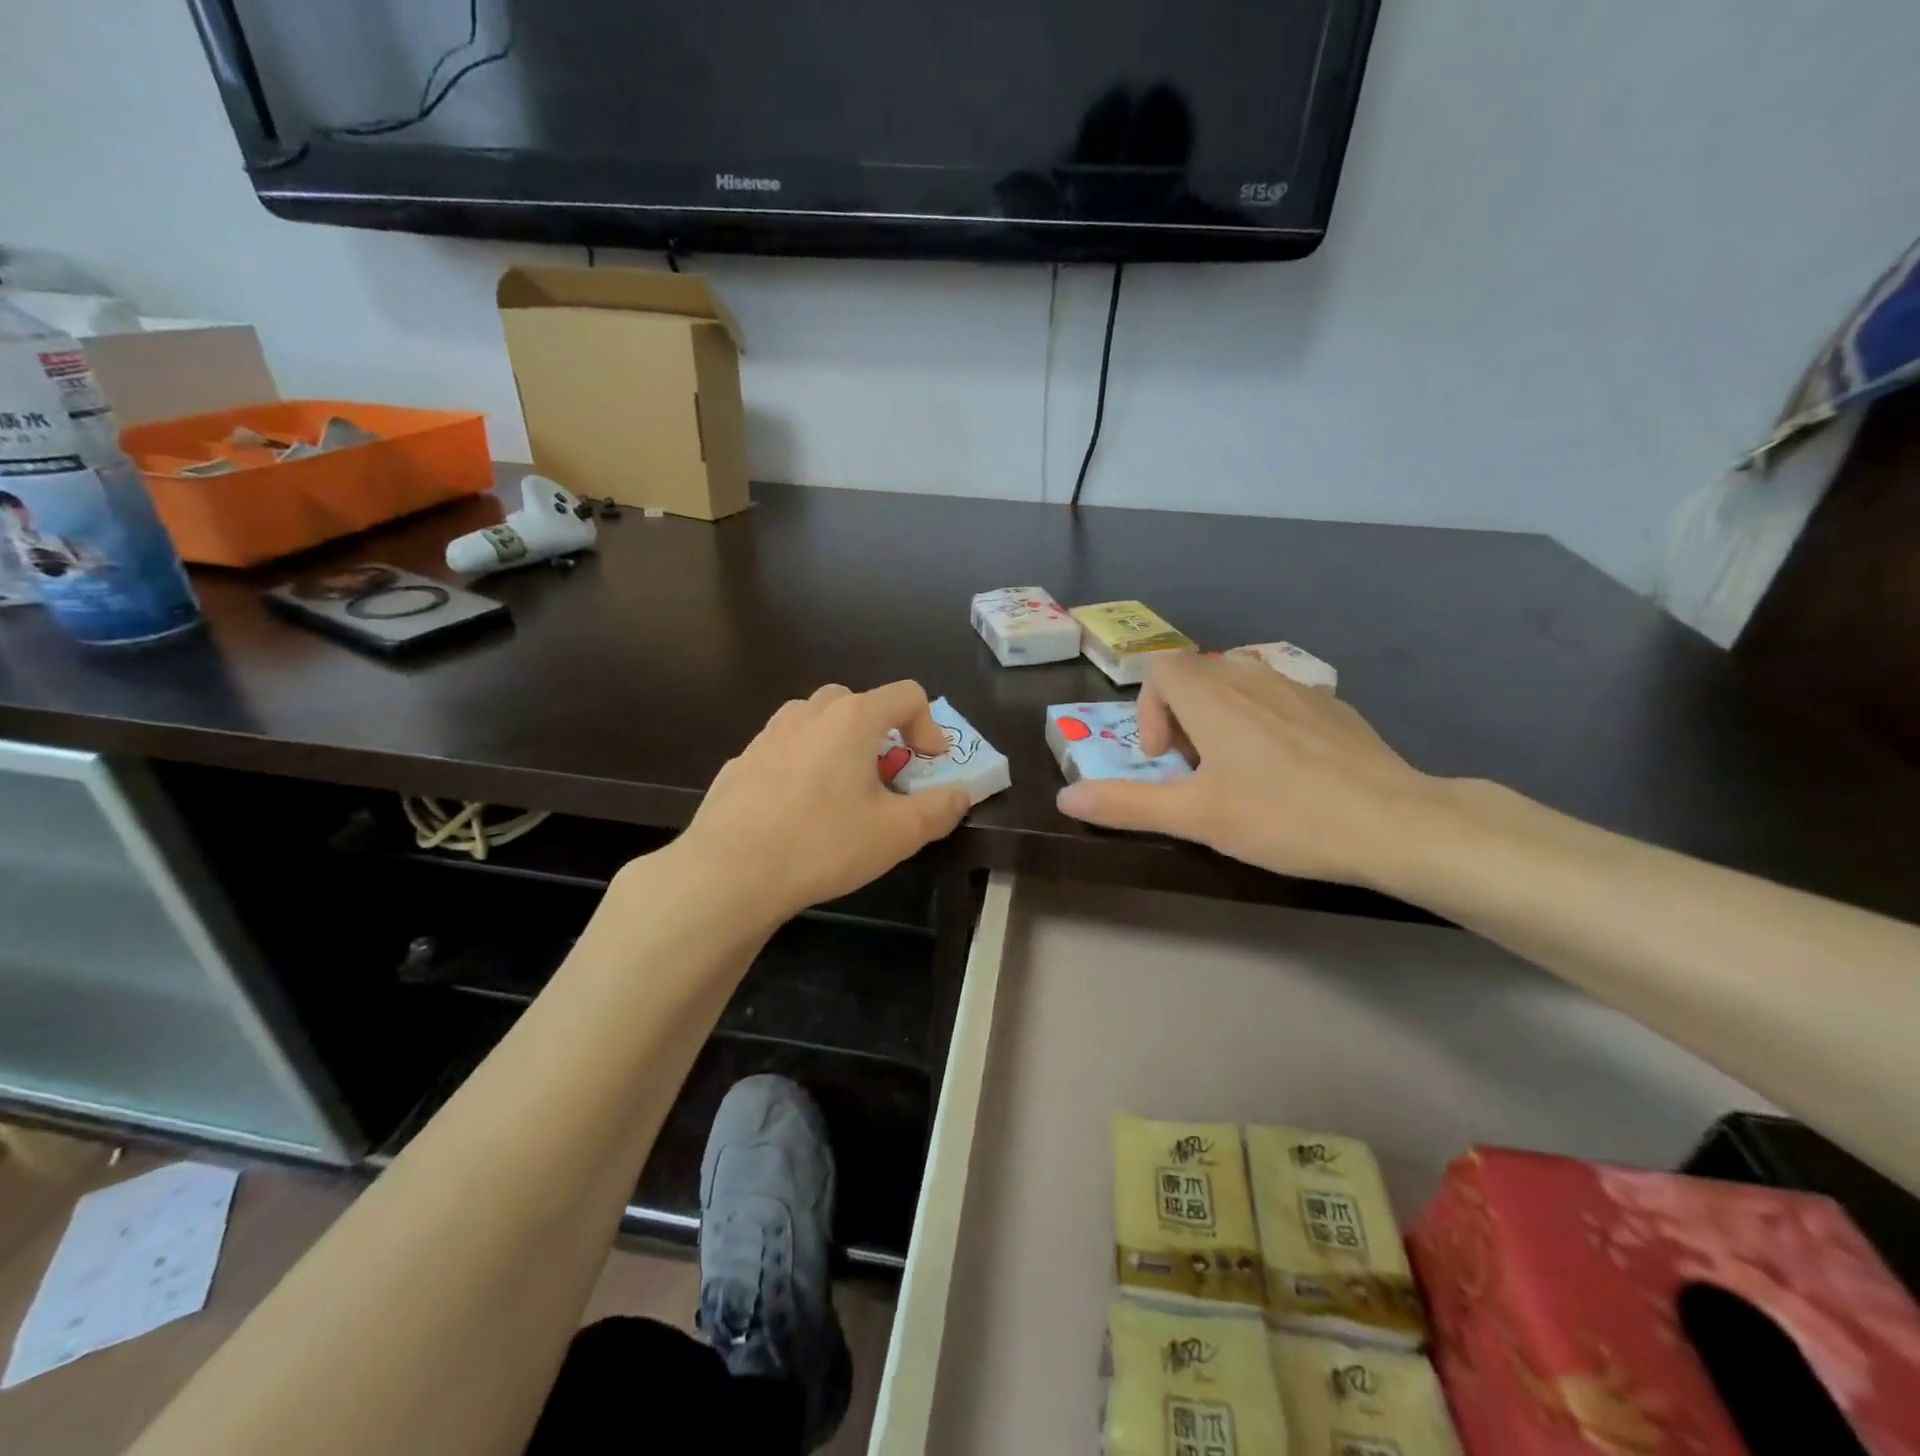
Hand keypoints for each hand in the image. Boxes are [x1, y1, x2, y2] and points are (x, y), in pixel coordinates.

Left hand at [673, 681, 970, 923]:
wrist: (730, 872)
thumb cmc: (824, 843)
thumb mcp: (898, 833)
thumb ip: (939, 809)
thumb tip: (960, 794)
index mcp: (852, 718)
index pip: (906, 695)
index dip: (929, 726)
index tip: (929, 764)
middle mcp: (808, 714)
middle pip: (857, 702)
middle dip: (881, 732)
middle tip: (885, 777)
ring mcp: (767, 736)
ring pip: (814, 721)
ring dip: (838, 744)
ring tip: (841, 791)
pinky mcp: (739, 763)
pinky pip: (783, 750)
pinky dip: (801, 765)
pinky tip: (797, 812)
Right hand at [1055, 652, 1451, 887]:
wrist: (1393, 822)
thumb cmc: (1283, 816)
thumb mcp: (1195, 817)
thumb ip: (1125, 804)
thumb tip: (1065, 800)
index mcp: (1211, 695)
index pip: (1160, 670)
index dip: (1149, 711)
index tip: (1165, 760)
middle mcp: (1250, 676)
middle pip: (1196, 672)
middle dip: (1182, 715)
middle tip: (1196, 769)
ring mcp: (1296, 686)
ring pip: (1238, 680)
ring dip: (1221, 714)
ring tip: (1235, 765)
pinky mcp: (1331, 705)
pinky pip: (1278, 695)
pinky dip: (1262, 718)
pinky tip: (1286, 767)